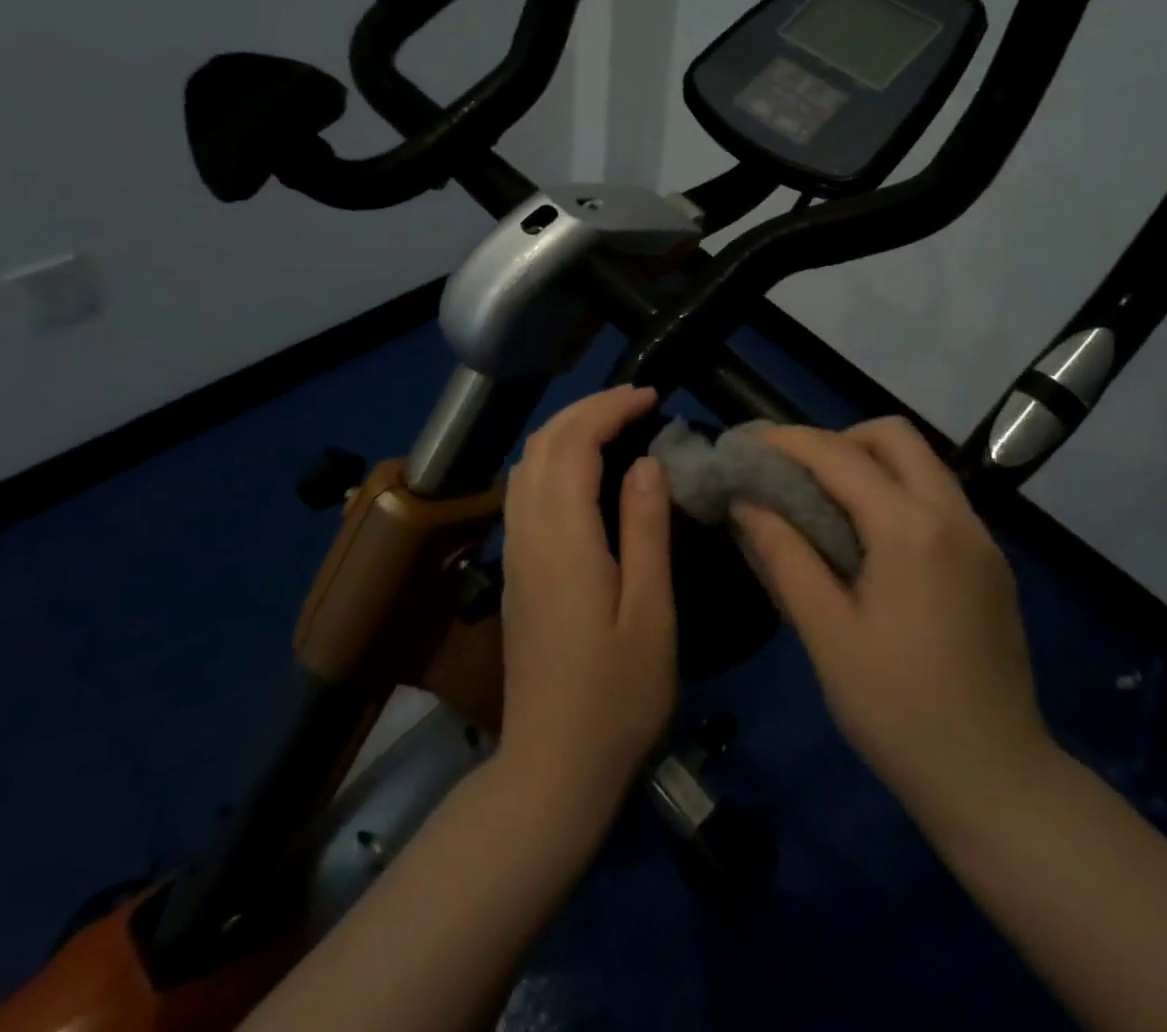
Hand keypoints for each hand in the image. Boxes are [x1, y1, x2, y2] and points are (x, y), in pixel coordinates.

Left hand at [496, 384, 677, 819]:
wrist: (551, 770)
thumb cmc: (617, 698)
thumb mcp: (651, 614)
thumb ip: (646, 531)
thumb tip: (647, 462)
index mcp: (564, 541)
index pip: (574, 444)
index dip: (609, 408)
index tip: (652, 397)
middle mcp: (528, 535)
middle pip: (541, 444)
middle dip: (586, 408)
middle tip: (637, 402)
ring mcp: (515, 554)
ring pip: (526, 464)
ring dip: (566, 429)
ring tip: (615, 424)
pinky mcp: (515, 572)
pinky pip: (524, 490)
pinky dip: (554, 458)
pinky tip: (586, 471)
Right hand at [732, 417, 1060, 829]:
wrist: (996, 780)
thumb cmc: (898, 711)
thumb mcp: (827, 634)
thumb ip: (785, 556)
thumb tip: (746, 503)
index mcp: (911, 529)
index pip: (840, 455)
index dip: (788, 441)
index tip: (748, 445)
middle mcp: (954, 515)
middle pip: (894, 436)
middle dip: (838, 440)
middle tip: (797, 476)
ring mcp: (981, 537)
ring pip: (921, 463)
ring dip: (869, 464)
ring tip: (825, 504)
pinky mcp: (991, 561)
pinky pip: (937, 498)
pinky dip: (896, 493)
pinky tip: (870, 541)